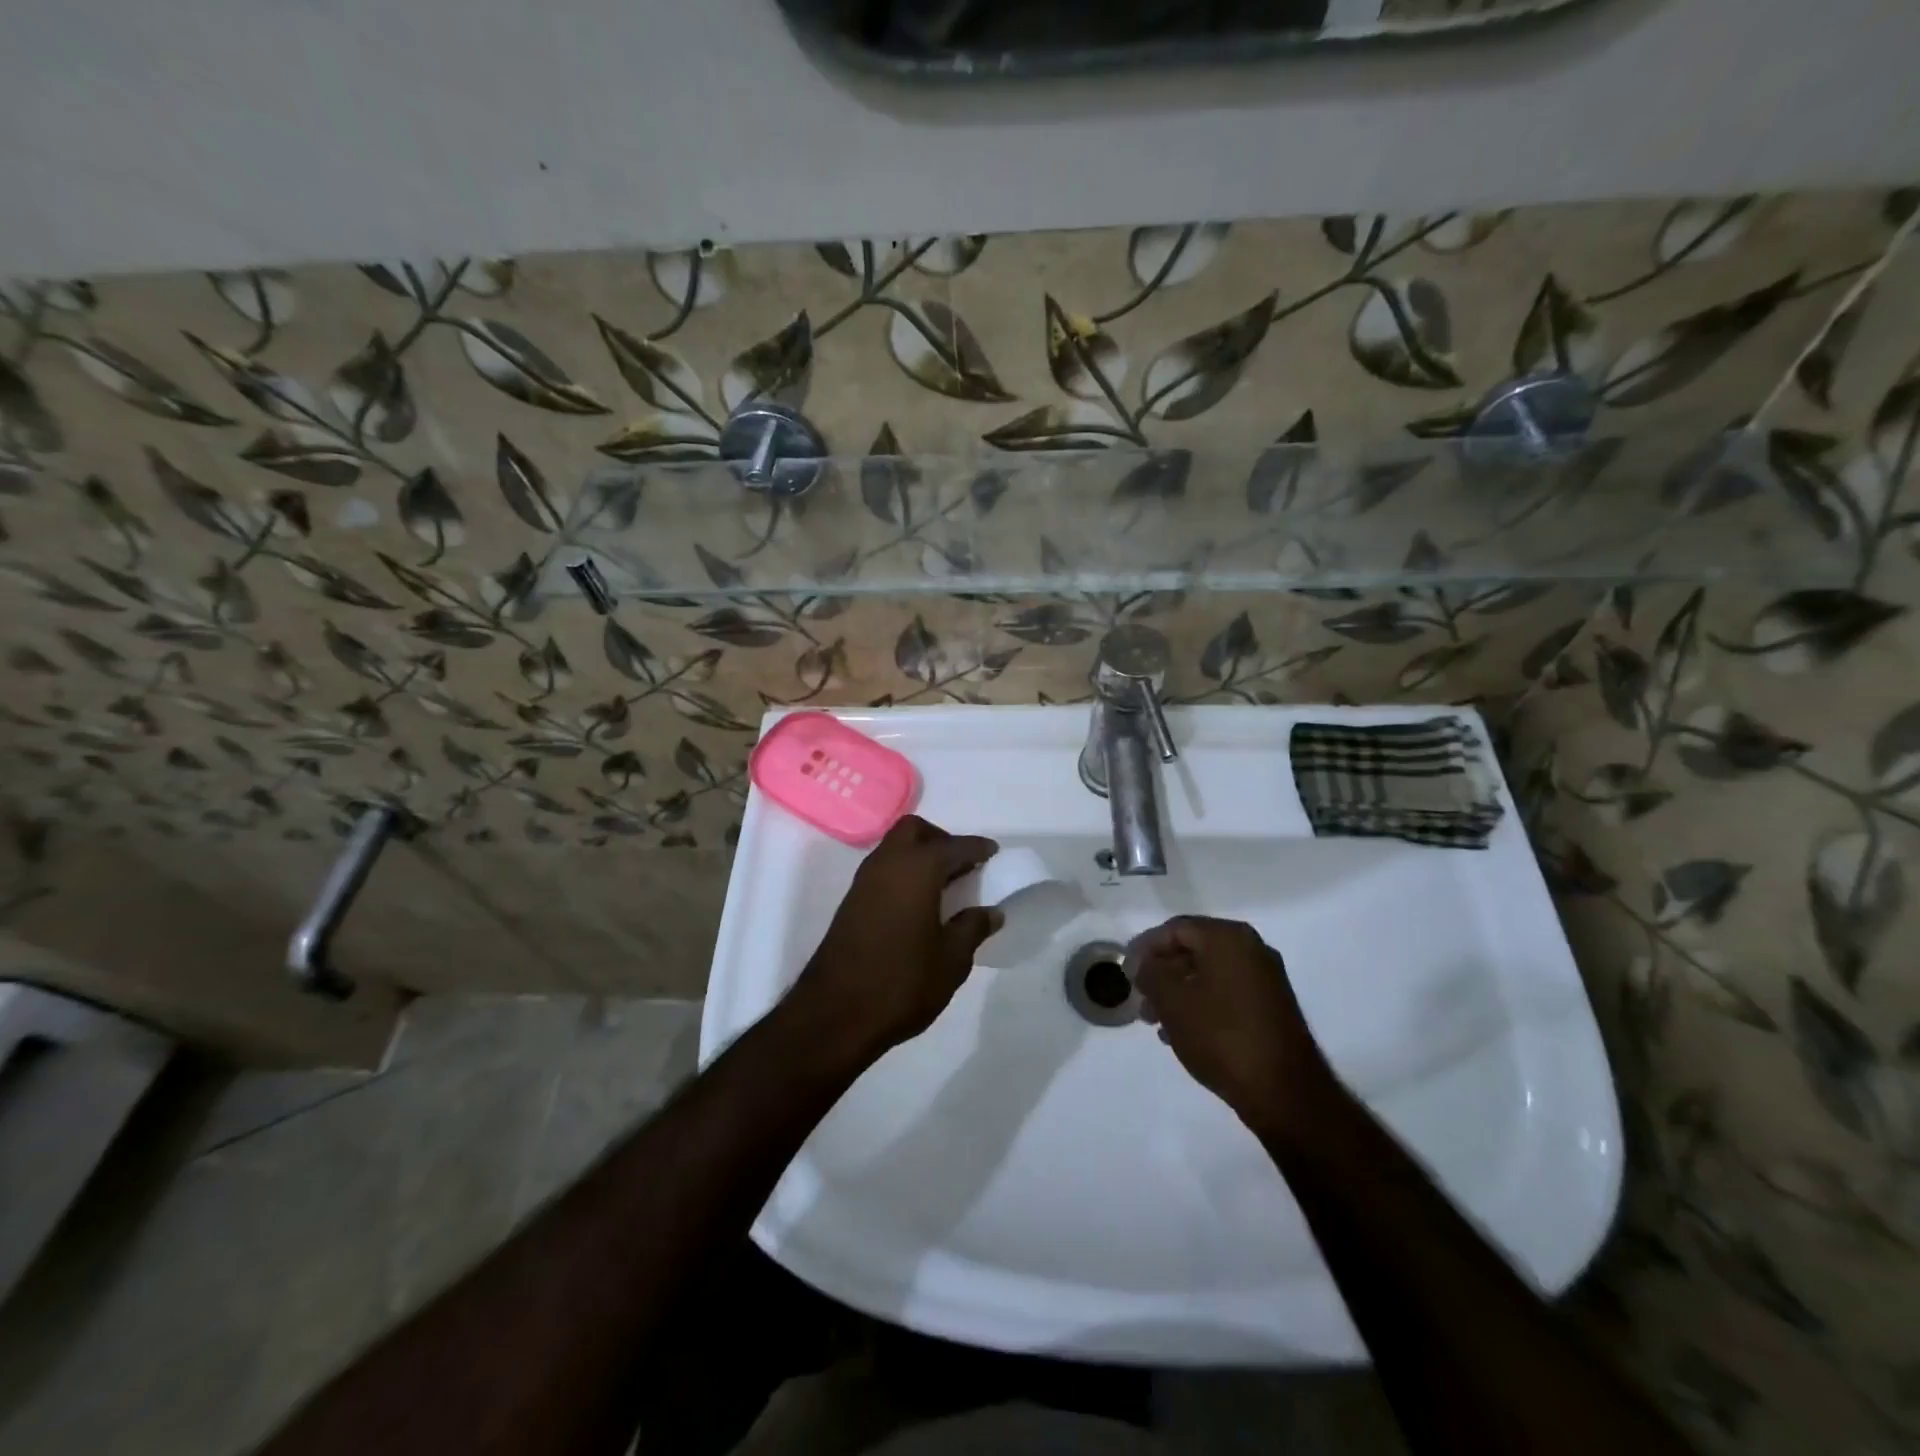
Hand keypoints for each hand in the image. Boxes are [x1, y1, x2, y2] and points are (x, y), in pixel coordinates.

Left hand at [789, 815, 1000, 1061]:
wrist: (835, 1014)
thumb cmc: (902, 983)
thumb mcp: (951, 960)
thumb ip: (972, 928)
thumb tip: (991, 912)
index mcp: (917, 869)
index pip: (955, 846)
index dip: (977, 848)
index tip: (994, 853)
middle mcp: (888, 864)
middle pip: (914, 831)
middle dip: (941, 839)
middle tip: (963, 867)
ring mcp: (864, 882)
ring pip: (894, 848)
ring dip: (919, 855)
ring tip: (945, 887)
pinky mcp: (851, 902)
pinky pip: (883, 870)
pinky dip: (904, 873)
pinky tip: (918, 904)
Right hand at [1133, 916, 1337, 1136]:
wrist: (1284, 1092)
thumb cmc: (1221, 1036)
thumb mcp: (1172, 1001)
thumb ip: (1150, 973)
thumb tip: (1142, 963)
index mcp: (1229, 938)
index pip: (1176, 929)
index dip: (1145, 947)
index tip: (1126, 971)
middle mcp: (1252, 950)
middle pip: (1193, 950)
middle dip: (1162, 974)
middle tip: (1140, 999)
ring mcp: (1266, 980)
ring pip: (1209, 975)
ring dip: (1178, 993)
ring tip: (1156, 1022)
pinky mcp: (1272, 1008)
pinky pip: (1226, 994)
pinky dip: (1201, 1006)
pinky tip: (1182, 1034)